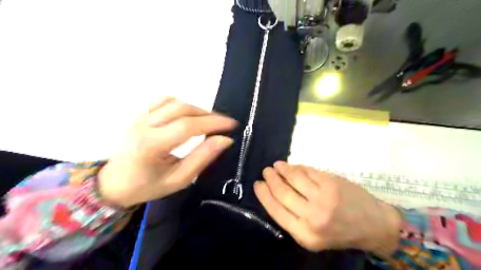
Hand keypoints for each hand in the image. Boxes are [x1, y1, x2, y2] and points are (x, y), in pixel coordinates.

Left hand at [98, 96, 237, 206]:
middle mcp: (145, 125)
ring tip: (208, 121)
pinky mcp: (140, 115)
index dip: (213, 123)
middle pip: (183, 109)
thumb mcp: (179, 179)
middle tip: (223, 125)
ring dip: (196, 109)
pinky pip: (163, 100)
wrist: (113, 184)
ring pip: (174, 102)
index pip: (188, 126)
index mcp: (152, 145)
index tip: (232, 125)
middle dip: (209, 115)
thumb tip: (225, 140)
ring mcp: (140, 117)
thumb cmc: (147, 186)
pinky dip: (181, 104)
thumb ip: (203, 158)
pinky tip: (187, 115)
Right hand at [256, 162, 402, 257]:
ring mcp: (323, 198)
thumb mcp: (312, 235)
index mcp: (304, 234)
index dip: (263, 194)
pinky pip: (308, 171)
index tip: (257, 184)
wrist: (373, 226)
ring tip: (276, 165)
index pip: (275, 209)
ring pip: (293, 178)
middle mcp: (312, 217)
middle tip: (266, 171)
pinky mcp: (332, 183)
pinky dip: (297, 167)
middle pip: (282, 192)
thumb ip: (292, 217)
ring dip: (282, 169)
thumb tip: (273, 193)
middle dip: (270, 179)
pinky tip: (292, 166)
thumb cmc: (339, 232)